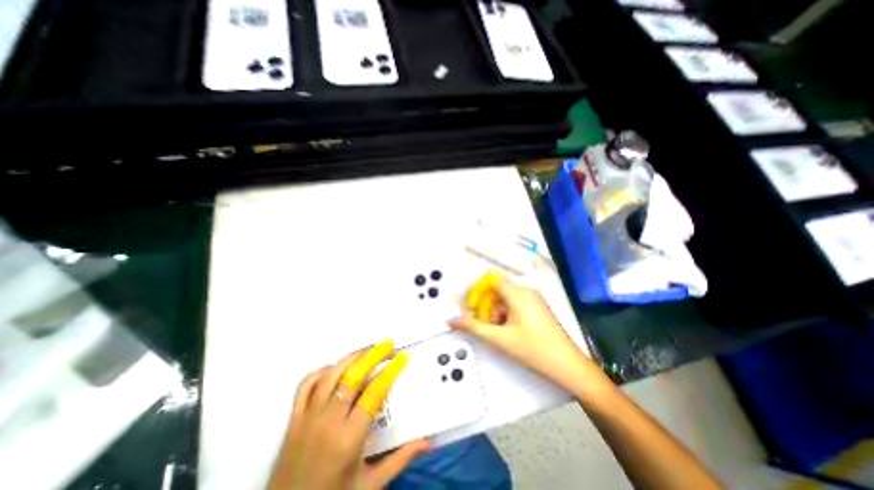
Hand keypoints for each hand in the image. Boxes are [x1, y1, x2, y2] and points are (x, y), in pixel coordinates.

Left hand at [267, 340, 429, 489]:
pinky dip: (322, 371)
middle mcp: (327, 422)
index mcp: (348, 439)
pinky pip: (306, 385)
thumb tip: (428, 442)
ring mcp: (307, 418)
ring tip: (367, 350)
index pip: (374, 393)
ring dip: (351, 358)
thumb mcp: (370, 485)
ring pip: (330, 375)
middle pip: (352, 376)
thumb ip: (400, 459)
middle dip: (372, 356)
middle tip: (387, 347)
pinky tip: (336, 368)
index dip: (390, 372)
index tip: (401, 359)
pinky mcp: (293, 419)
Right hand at [451, 274, 608, 395]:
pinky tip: (507, 332)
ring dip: (495, 313)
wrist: (568, 366)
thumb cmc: (534, 350)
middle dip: (486, 306)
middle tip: (484, 326)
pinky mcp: (536, 308)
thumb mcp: (500, 339)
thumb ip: (473, 327)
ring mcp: (533, 299)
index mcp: (518, 293)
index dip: (477, 290)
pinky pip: (514, 305)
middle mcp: (526, 291)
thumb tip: (452, 320)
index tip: (471, 307)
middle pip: (496, 291)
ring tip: (497, 333)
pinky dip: (505, 315)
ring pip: (504, 300)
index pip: (491, 279)